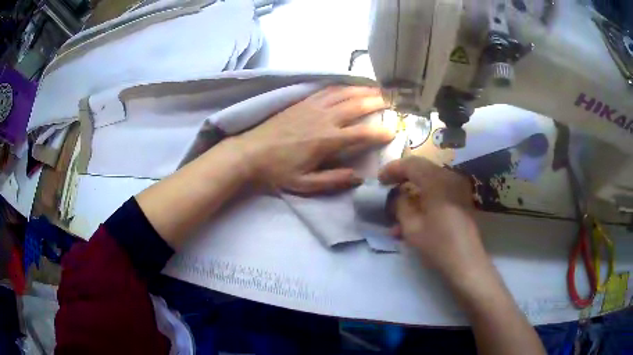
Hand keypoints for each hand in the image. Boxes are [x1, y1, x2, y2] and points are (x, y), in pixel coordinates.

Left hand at [235, 86, 393, 193]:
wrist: (249, 153)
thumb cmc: (277, 171)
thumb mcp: (304, 184)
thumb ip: (333, 181)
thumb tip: (359, 177)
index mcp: (327, 140)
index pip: (361, 133)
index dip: (379, 132)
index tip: (393, 130)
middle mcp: (323, 119)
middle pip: (355, 105)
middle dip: (376, 102)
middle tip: (392, 100)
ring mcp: (312, 107)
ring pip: (342, 93)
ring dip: (361, 89)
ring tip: (376, 88)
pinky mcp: (302, 102)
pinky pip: (326, 90)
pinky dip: (341, 87)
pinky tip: (347, 87)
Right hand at [379, 156, 489, 282]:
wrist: (467, 264)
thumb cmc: (438, 245)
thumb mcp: (412, 227)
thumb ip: (401, 205)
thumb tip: (397, 195)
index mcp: (437, 181)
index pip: (411, 164)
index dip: (393, 169)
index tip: (379, 180)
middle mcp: (450, 178)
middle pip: (422, 169)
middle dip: (402, 177)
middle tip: (387, 187)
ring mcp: (458, 188)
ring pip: (430, 181)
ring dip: (413, 191)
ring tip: (398, 209)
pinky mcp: (462, 200)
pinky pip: (439, 191)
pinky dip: (425, 198)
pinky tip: (414, 217)